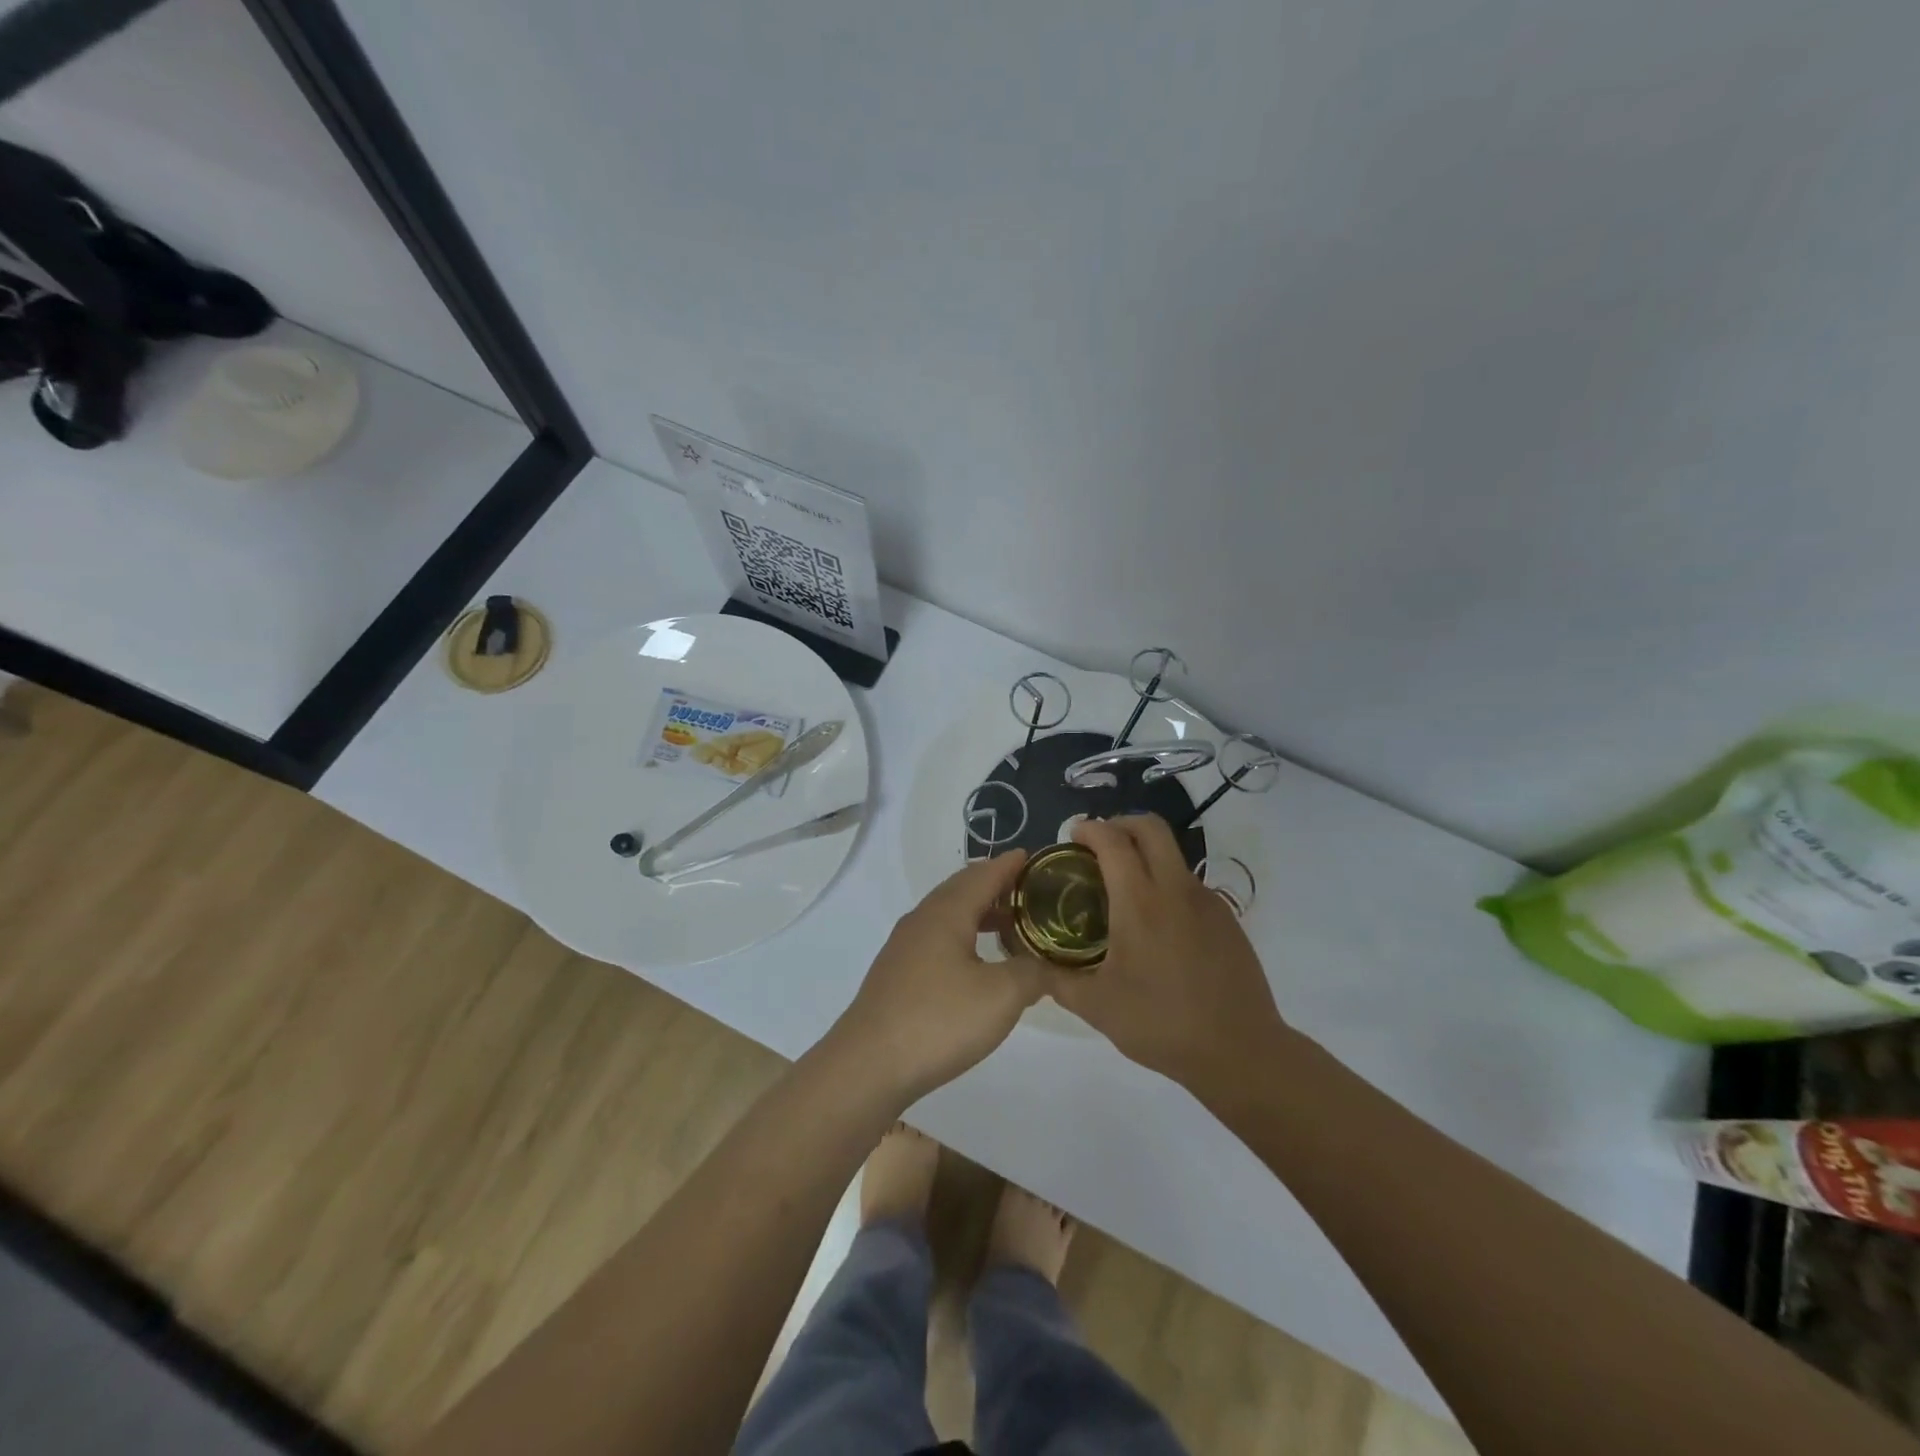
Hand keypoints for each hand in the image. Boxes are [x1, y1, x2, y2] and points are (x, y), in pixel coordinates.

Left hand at [828, 851, 1042, 1104]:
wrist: (868, 1065)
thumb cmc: (939, 1020)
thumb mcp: (1002, 995)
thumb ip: (1033, 972)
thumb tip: (1048, 964)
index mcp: (946, 912)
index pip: (983, 874)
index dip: (1010, 865)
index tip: (1034, 857)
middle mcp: (922, 920)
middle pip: (962, 890)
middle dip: (995, 886)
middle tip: (1028, 892)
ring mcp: (904, 947)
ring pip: (948, 916)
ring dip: (979, 914)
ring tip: (1009, 927)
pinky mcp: (897, 974)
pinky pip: (937, 939)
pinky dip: (963, 937)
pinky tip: (975, 964)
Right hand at [1048, 815, 1291, 1098]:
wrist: (1240, 1051)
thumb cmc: (1161, 1024)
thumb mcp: (1096, 1007)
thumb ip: (1057, 980)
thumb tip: (1031, 966)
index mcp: (1140, 902)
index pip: (1113, 841)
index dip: (1090, 829)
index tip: (1072, 836)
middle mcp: (1175, 889)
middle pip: (1150, 827)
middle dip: (1120, 824)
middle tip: (1098, 846)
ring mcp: (1206, 901)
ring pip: (1172, 854)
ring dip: (1145, 854)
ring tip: (1123, 888)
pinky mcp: (1226, 918)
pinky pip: (1188, 883)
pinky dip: (1165, 883)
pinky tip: (1156, 924)